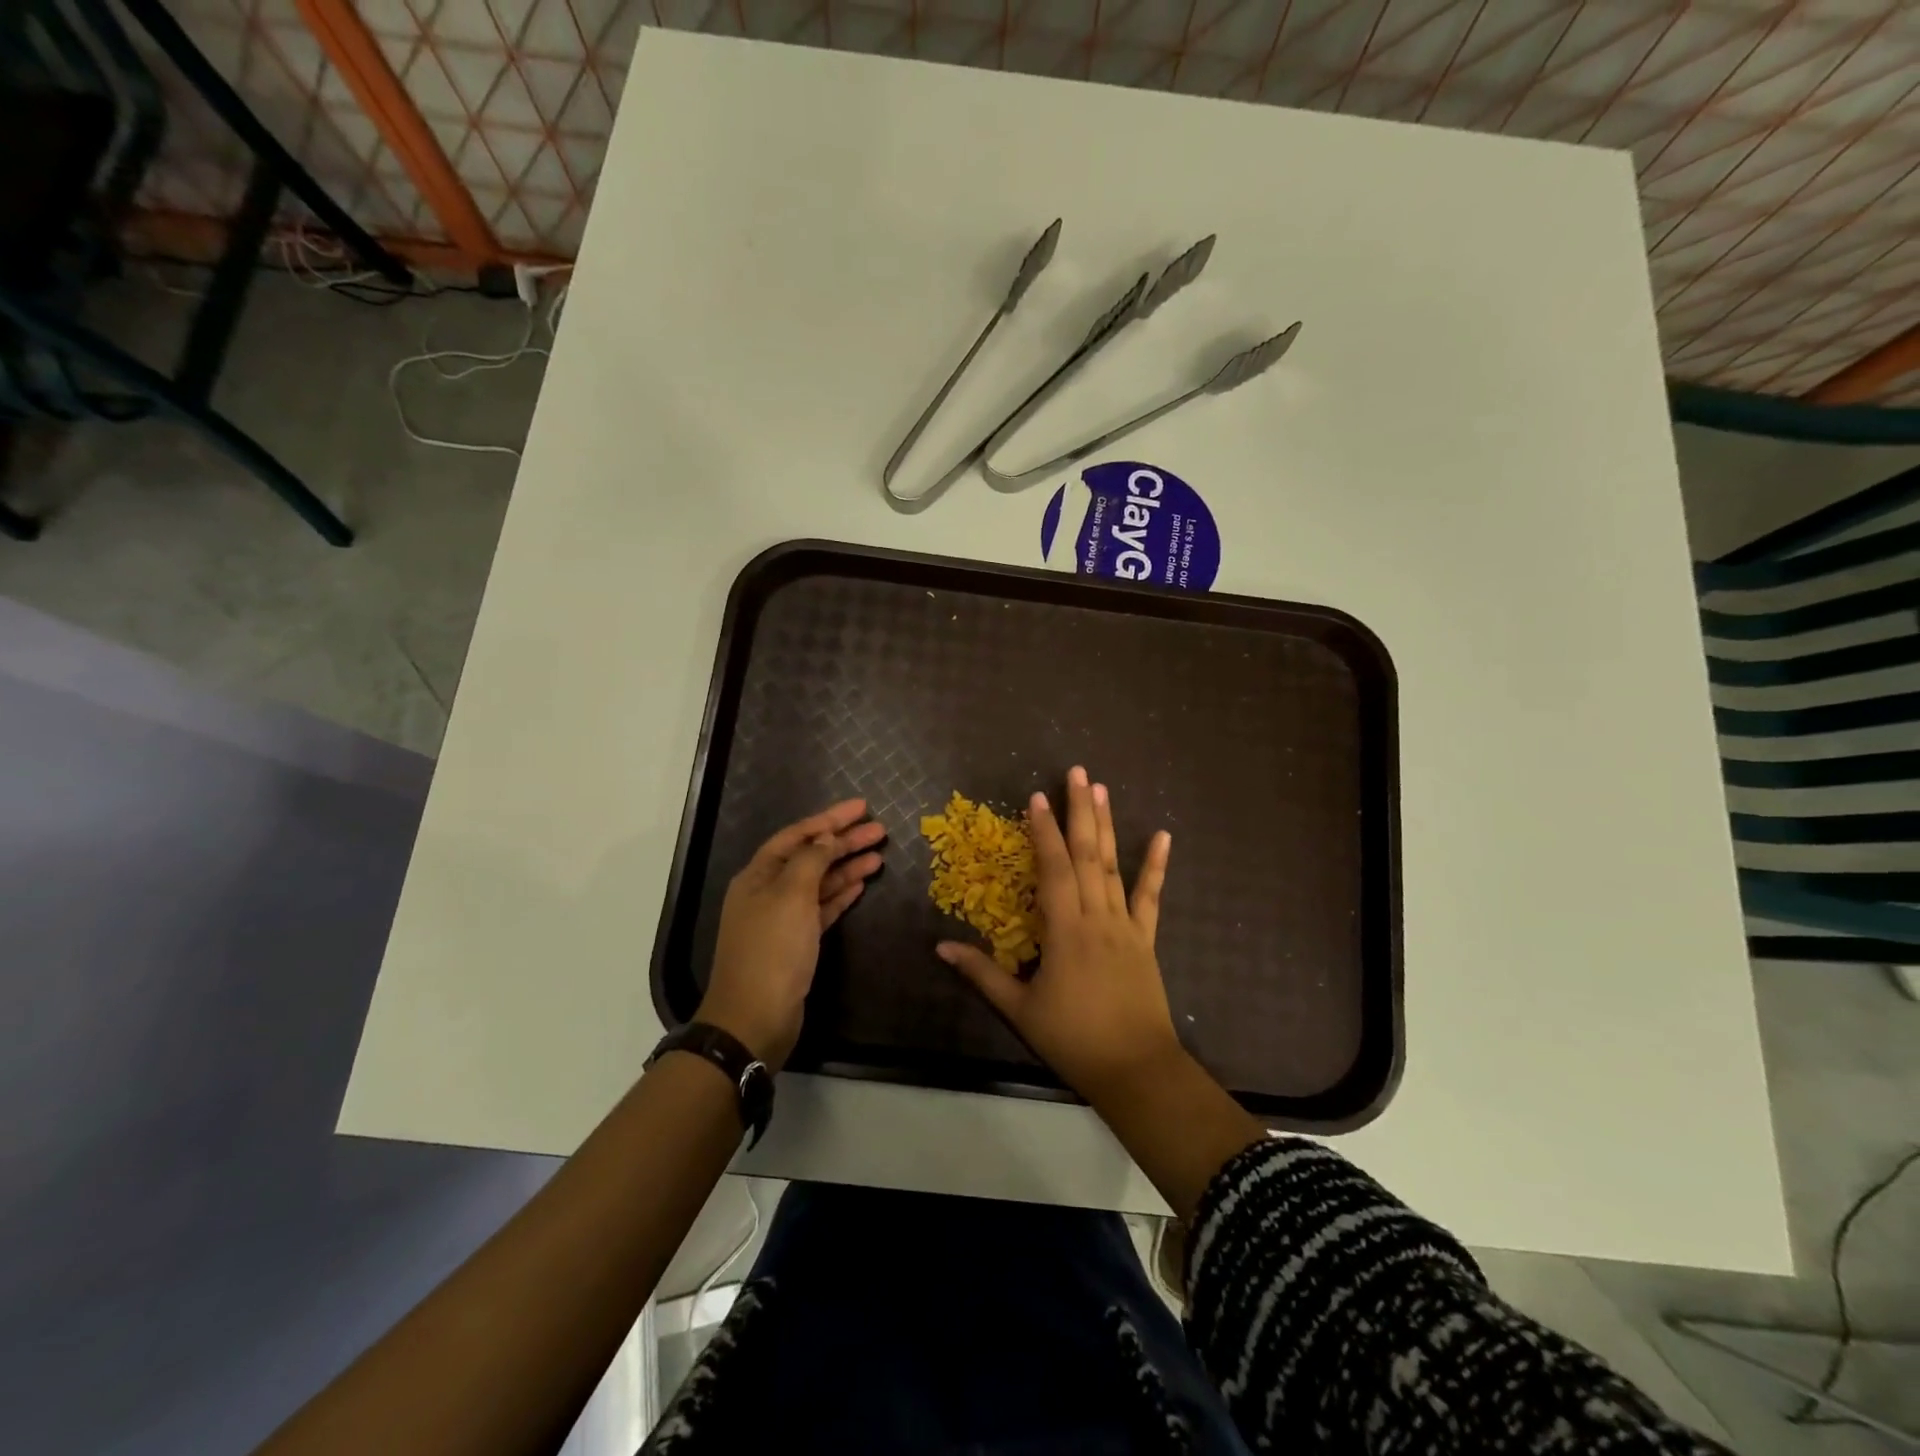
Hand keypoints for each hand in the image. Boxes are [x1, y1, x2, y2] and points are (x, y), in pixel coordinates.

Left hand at [699, 799, 884, 1069]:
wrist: (755, 1018)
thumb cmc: (772, 950)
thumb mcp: (791, 896)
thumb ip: (811, 861)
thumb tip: (825, 838)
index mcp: (758, 875)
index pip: (797, 836)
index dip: (829, 819)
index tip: (862, 807)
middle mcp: (768, 891)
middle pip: (810, 857)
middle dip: (843, 842)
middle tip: (880, 830)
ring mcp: (782, 918)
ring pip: (819, 882)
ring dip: (847, 867)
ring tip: (879, 854)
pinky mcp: (797, 942)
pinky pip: (822, 907)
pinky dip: (841, 894)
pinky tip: (862, 883)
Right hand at [939, 766, 1179, 1101]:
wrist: (1135, 1069)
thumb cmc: (1073, 1039)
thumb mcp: (1020, 1010)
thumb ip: (981, 973)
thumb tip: (940, 946)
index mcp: (1065, 930)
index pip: (1053, 868)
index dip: (1043, 831)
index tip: (1036, 797)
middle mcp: (1097, 917)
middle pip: (1087, 854)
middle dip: (1079, 811)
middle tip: (1077, 773)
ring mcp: (1125, 925)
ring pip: (1115, 866)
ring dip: (1108, 825)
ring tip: (1102, 790)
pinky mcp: (1146, 939)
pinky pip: (1151, 897)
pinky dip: (1157, 866)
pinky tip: (1164, 836)